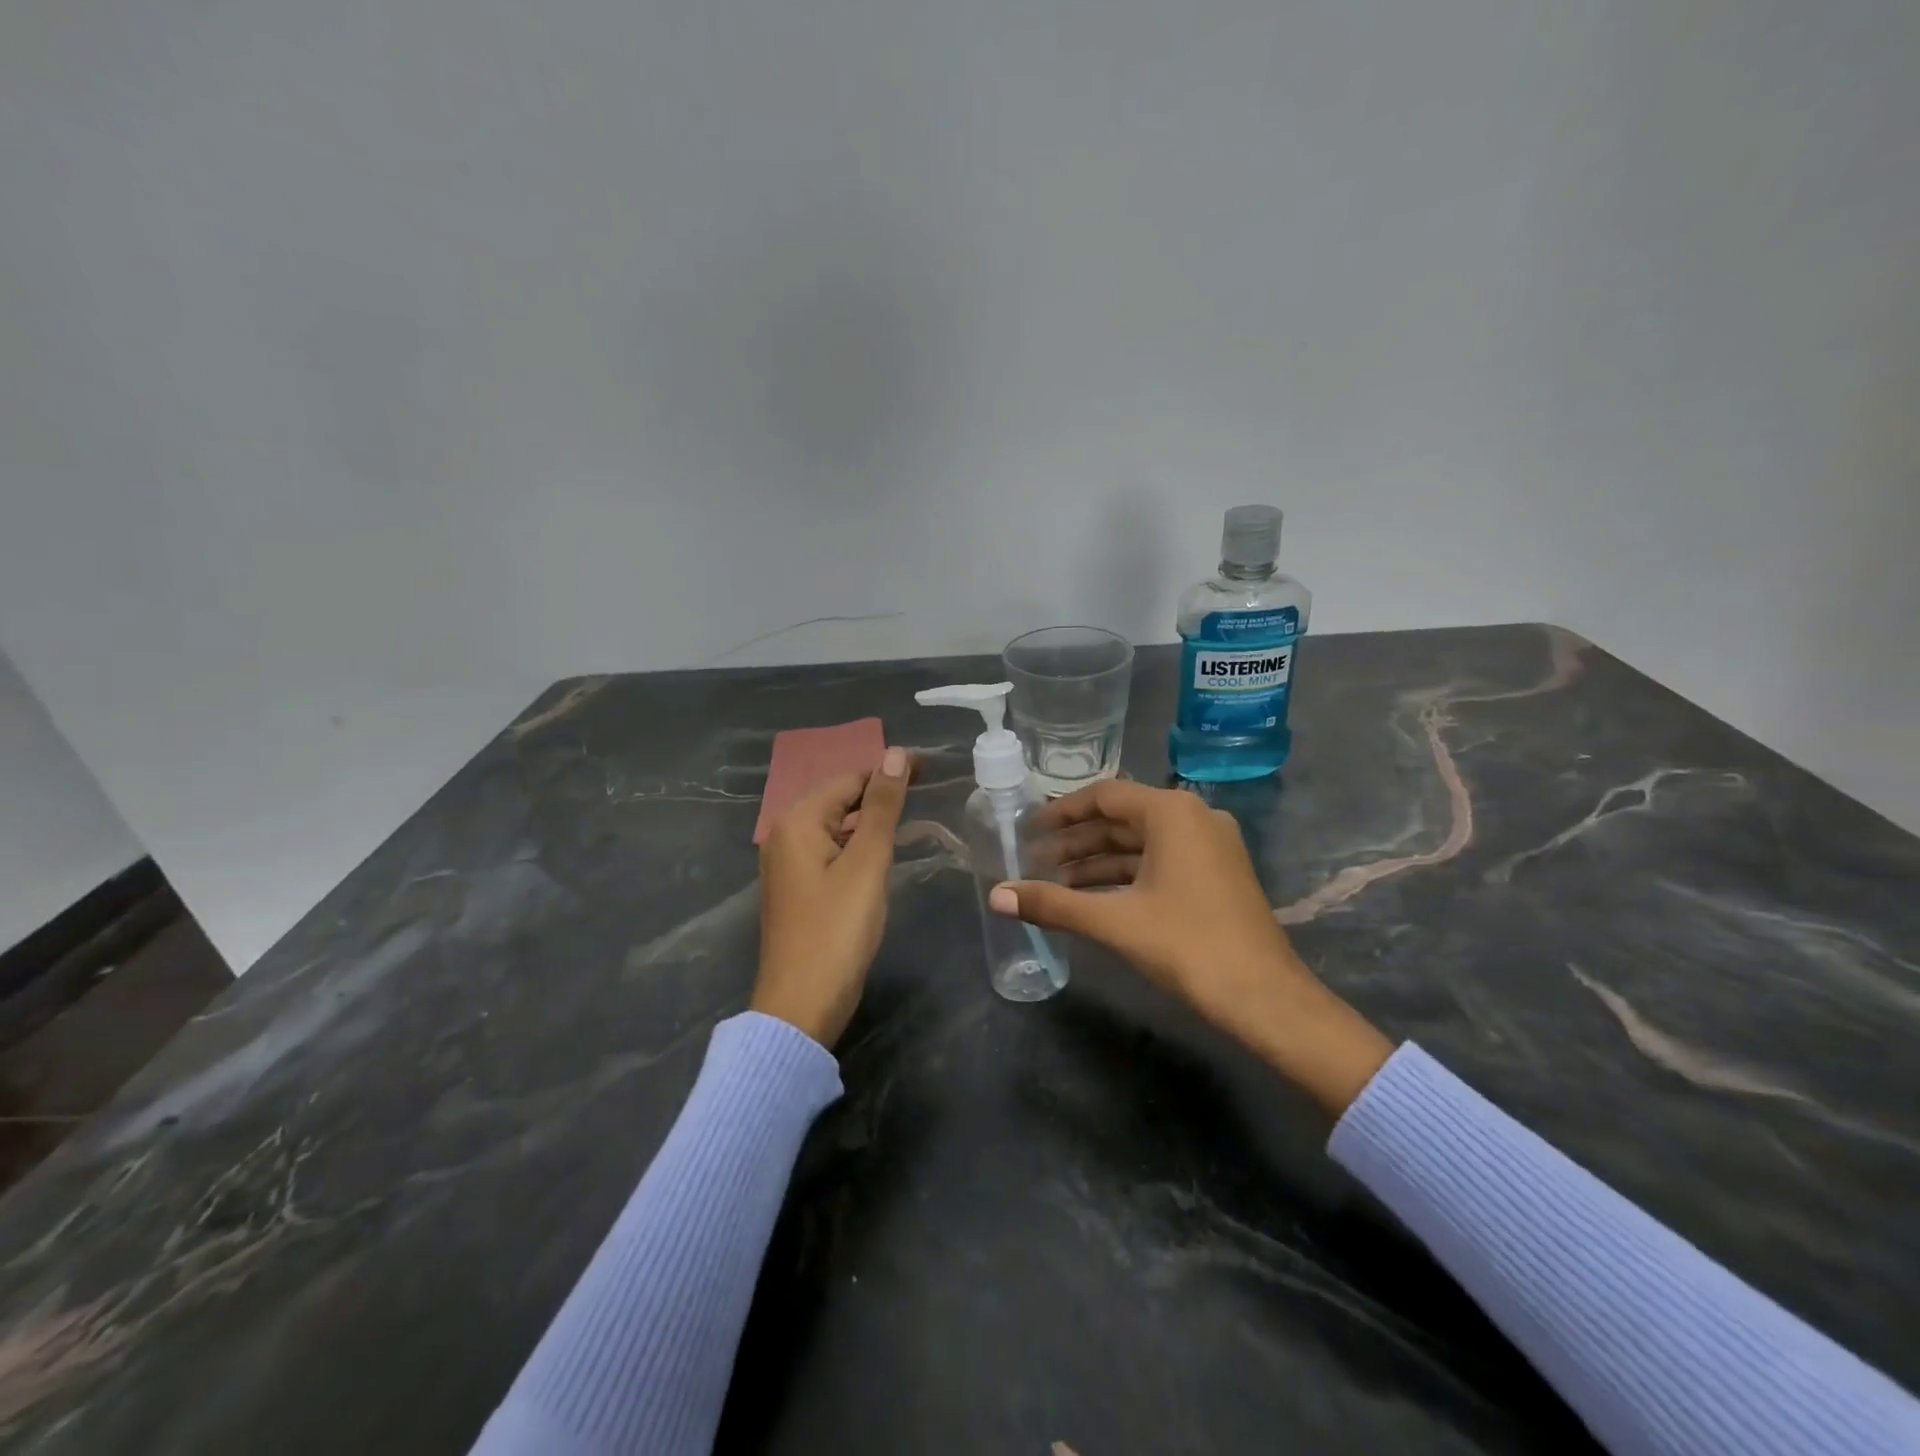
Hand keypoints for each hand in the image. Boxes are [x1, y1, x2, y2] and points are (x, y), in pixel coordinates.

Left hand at [753, 747, 915, 1048]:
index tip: (929, 768)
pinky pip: (830, 849)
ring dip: (869, 815)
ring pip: (834, 824)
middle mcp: (784, 835)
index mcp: (796, 822)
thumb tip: (894, 755)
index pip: (849, 779)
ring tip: (910, 811)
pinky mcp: (797, 888)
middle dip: (879, 789)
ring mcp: (787, 864)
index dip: (888, 770)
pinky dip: (856, 841)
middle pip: (838, 798)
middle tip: (926, 784)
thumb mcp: (867, 863)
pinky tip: (881, 848)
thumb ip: (881, 807)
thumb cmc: (837, 930)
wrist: (802, 1004)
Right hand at [989, 780, 1392, 1115]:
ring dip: (1098, 862)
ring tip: (1054, 883)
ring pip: (1141, 843)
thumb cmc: (1188, 946)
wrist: (1265, 999)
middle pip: (1122, 819)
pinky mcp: (1217, 874)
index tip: (1028, 829)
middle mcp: (1194, 817)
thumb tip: (995, 896)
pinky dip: (1125, 875)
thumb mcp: (1114, 922)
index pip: (1104, 796)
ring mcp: (1210, 846)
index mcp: (1172, 812)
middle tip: (1033, 862)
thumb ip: (1053, 903)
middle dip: (1076, 842)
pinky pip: (1160, 861)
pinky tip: (1093, 897)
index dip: (1062, 812)